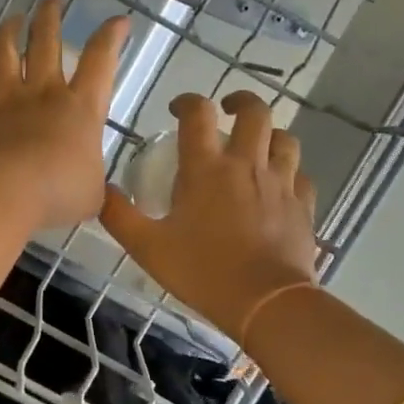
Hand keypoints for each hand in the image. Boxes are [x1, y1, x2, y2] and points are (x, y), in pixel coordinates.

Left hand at [0, 0, 129, 230]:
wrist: (6, 194)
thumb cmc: (59, 194)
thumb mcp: (92, 195)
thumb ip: (95, 185)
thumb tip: (96, 190)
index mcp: (81, 108)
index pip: (101, 61)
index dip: (111, 36)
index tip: (118, 21)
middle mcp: (43, 93)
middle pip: (47, 41)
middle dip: (50, 16)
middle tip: (52, 1)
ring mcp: (5, 100)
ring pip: (4, 52)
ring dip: (8, 31)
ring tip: (12, 20)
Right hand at [100, 91, 318, 338]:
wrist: (265, 302)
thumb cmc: (202, 271)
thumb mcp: (147, 247)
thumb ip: (119, 215)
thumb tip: (101, 190)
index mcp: (206, 168)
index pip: (198, 114)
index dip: (187, 102)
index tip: (178, 109)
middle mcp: (247, 164)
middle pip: (255, 112)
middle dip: (240, 101)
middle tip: (227, 111)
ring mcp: (280, 183)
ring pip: (285, 139)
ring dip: (270, 135)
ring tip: (257, 146)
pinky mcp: (303, 206)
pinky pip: (301, 176)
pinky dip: (290, 173)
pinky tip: (280, 186)